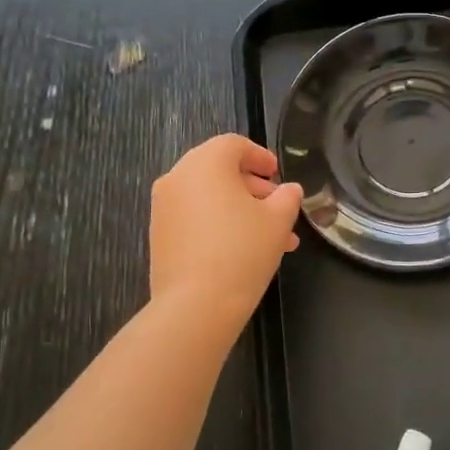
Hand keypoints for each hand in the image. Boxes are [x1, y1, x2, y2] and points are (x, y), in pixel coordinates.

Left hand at [150, 134, 302, 324]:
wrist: (196, 304)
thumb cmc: (242, 250)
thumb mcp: (278, 220)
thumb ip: (287, 198)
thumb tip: (290, 190)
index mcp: (206, 163)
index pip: (234, 145)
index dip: (260, 156)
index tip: (278, 174)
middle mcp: (178, 177)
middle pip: (220, 170)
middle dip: (253, 188)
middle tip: (279, 208)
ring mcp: (163, 207)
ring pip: (209, 197)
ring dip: (240, 210)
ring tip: (271, 239)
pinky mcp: (159, 234)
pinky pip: (194, 217)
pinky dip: (218, 223)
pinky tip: (243, 250)